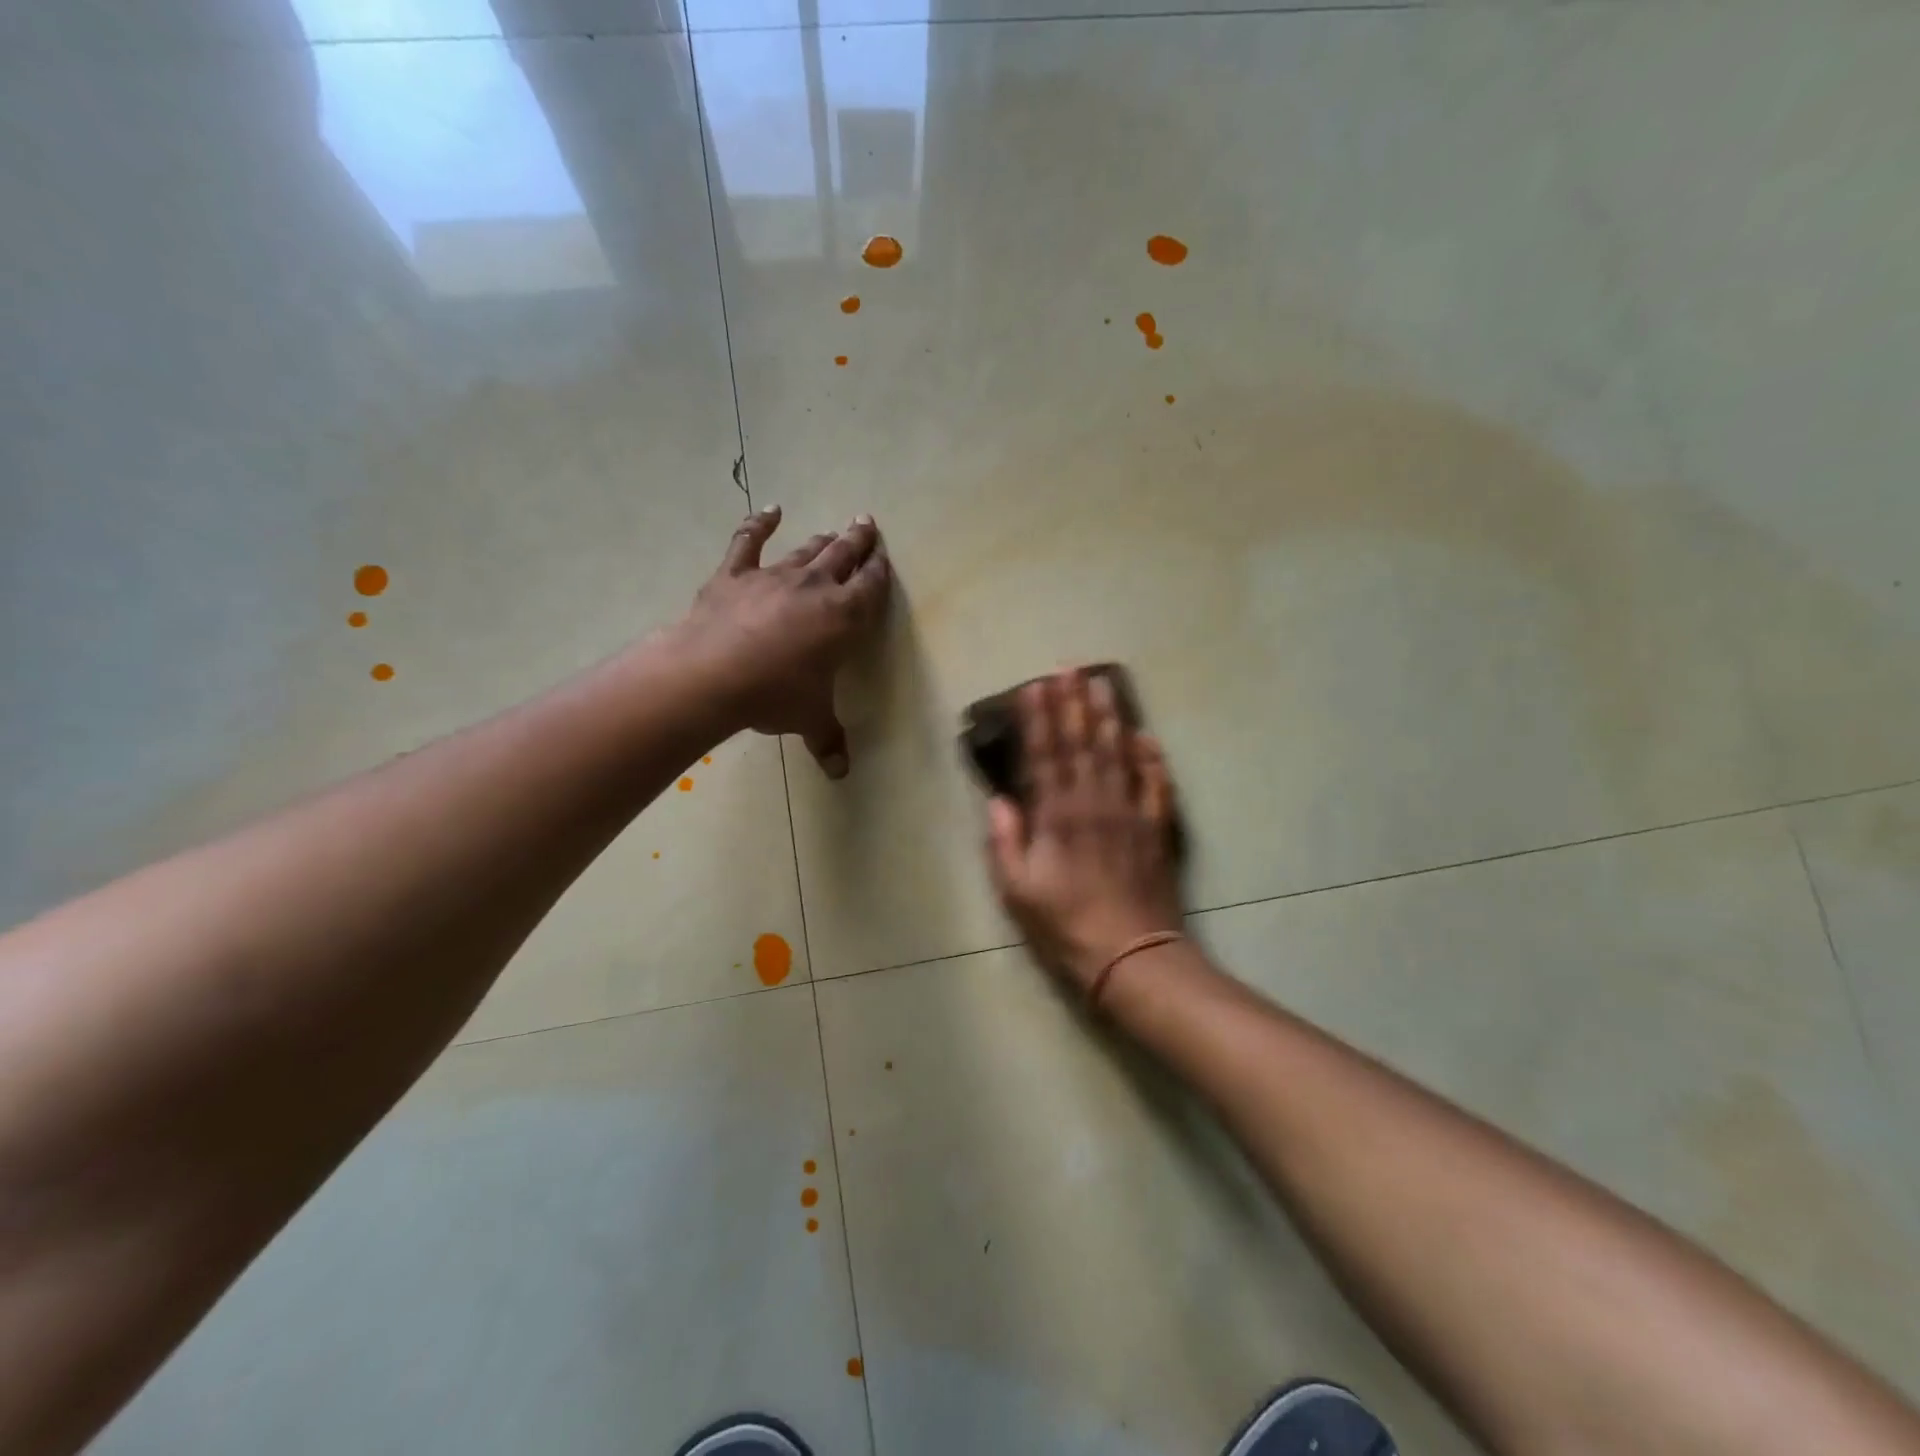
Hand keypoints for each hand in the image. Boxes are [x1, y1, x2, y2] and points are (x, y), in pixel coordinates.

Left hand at [677, 505, 890, 777]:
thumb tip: (840, 773)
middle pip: (843, 556)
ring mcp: (773, 576)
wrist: (711, 675)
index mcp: (844, 617)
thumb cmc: (774, 695)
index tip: (884, 557)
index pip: (870, 586)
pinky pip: (748, 541)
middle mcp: (815, 587)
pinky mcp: (735, 574)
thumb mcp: (809, 719)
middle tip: (867, 524)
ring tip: (833, 531)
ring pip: (806, 550)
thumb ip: (828, 739)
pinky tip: (769, 510)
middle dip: (858, 541)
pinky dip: (758, 523)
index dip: (879, 570)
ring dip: (822, 540)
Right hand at [984, 670, 1183, 990]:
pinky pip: (1156, 783)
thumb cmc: (1066, 925)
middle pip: (1082, 742)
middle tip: (1067, 667)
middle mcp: (1094, 802)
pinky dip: (1152, 757)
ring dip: (1109, 715)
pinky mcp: (1156, 827)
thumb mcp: (1018, 891)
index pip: (1046, 754)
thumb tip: (998, 800)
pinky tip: (1145, 735)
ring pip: (1118, 752)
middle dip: (1073, 702)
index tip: (1033, 686)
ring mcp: (1130, 811)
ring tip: (1101, 682)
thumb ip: (1006, 842)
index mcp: (1058, 816)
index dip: (1039, 719)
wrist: (1132, 955)